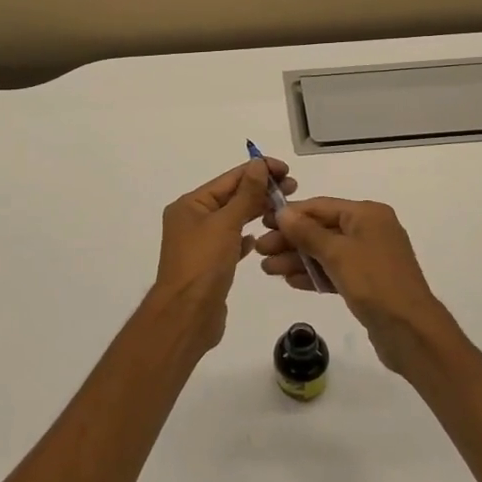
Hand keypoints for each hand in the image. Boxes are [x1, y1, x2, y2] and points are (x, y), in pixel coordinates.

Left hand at [152, 157, 291, 351]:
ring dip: (256, 212)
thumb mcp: (226, 223)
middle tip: (294, 189)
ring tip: (284, 210)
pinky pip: (231, 243)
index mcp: (190, 205)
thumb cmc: (203, 264)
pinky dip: (245, 237)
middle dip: (261, 191)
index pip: (229, 179)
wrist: (187, 316)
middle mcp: (192, 220)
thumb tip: (258, 164)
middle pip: (231, 197)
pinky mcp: (210, 265)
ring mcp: (200, 244)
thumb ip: (245, 194)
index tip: (286, 169)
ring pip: (233, 220)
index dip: (258, 171)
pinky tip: (260, 238)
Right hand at [256, 197, 449, 376]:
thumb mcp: (337, 253)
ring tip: (267, 270)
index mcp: (367, 214)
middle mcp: (370, 230)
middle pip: (322, 230)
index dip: (290, 214)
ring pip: (326, 253)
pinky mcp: (368, 283)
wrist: (411, 331)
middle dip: (290, 240)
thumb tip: (283, 211)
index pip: (321, 207)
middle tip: (260, 251)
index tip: (262, 222)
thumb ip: (308, 232)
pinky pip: (335, 272)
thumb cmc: (374, 282)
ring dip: (297, 259)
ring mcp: (370, 258)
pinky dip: (314, 275)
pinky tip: (290, 281)